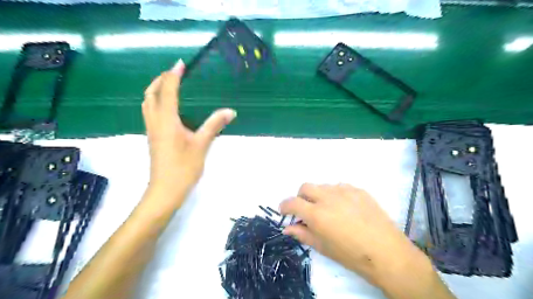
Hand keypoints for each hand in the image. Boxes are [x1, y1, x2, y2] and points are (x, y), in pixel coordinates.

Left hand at [144, 58, 236, 207]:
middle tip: (175, 73)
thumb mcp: (202, 145)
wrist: (165, 190)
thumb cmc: (183, 167)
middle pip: (150, 93)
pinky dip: (157, 102)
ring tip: (171, 85)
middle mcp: (155, 121)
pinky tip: (170, 107)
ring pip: (147, 103)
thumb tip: (230, 111)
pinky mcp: (153, 137)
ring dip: (156, 90)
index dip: (173, 75)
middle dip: (160, 79)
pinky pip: (151, 112)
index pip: (167, 90)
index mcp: (166, 120)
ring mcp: (152, 130)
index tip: (181, 64)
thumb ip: (214, 125)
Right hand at [283, 184, 452, 297]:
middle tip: (307, 210)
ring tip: (329, 210)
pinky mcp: (358, 190)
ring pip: (323, 186)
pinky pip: (340, 187)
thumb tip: (288, 227)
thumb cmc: (351, 254)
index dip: (285, 206)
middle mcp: (328, 197)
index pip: (292, 202)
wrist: (387, 252)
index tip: (285, 211)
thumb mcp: (323, 247)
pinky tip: (345, 207)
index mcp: (317, 214)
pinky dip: (336, 195)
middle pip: (305, 187)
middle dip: (301, 197)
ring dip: (320, 195)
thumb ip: (303, 234)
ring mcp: (345, 191)